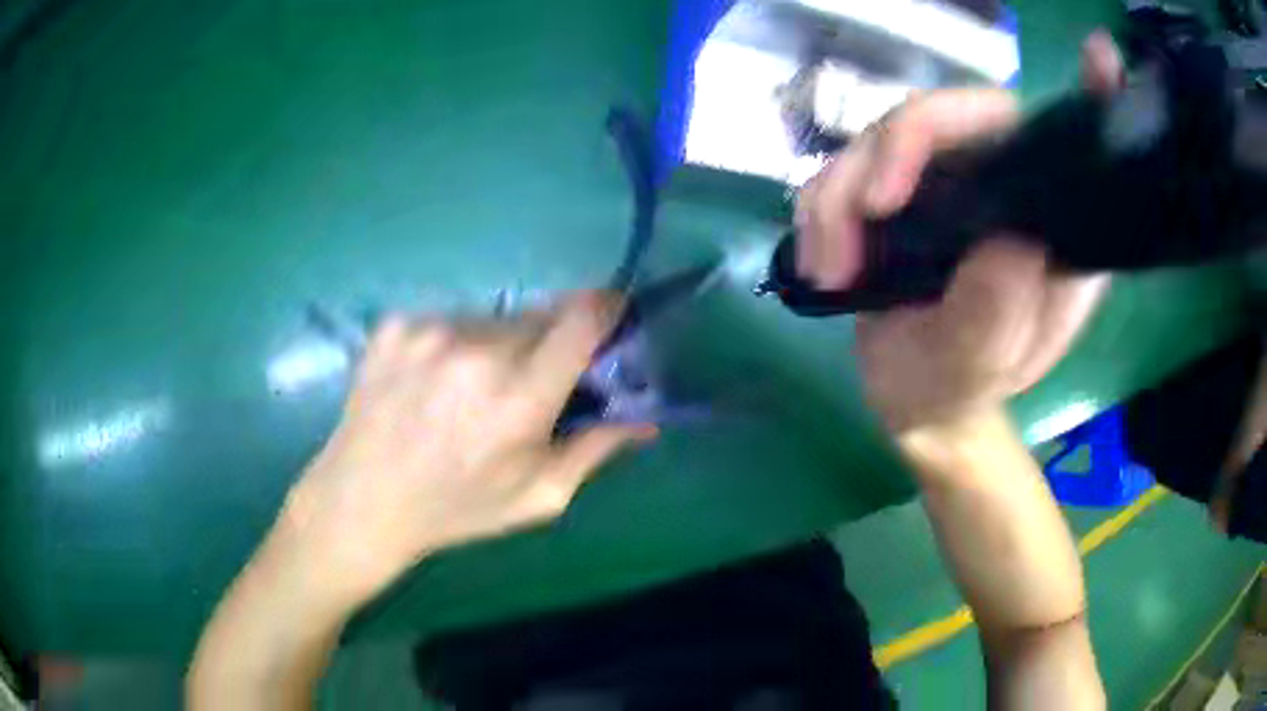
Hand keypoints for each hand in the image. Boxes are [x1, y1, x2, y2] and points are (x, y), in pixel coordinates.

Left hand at [278, 293, 655, 608]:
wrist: (362, 501)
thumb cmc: (457, 508)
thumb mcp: (539, 496)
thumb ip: (597, 449)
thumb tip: (646, 417)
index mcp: (519, 396)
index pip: (582, 316)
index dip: (606, 309)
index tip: (611, 318)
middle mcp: (476, 348)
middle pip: (540, 314)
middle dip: (550, 339)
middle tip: (531, 378)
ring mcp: (429, 330)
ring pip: (491, 318)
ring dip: (497, 343)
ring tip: (470, 389)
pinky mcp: (395, 324)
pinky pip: (446, 320)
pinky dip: (452, 344)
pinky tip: (430, 383)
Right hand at [796, 32, 1122, 432]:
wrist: (916, 400)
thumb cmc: (964, 387)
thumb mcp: (983, 365)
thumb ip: (1000, 312)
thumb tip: (1010, 241)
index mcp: (1046, 220)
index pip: (1063, 141)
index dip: (1088, 95)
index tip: (1101, 56)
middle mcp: (999, 182)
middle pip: (945, 115)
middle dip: (895, 152)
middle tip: (868, 212)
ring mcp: (942, 180)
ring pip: (878, 136)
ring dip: (841, 197)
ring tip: (833, 271)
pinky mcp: (894, 190)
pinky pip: (841, 170)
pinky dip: (820, 212)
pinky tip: (822, 265)